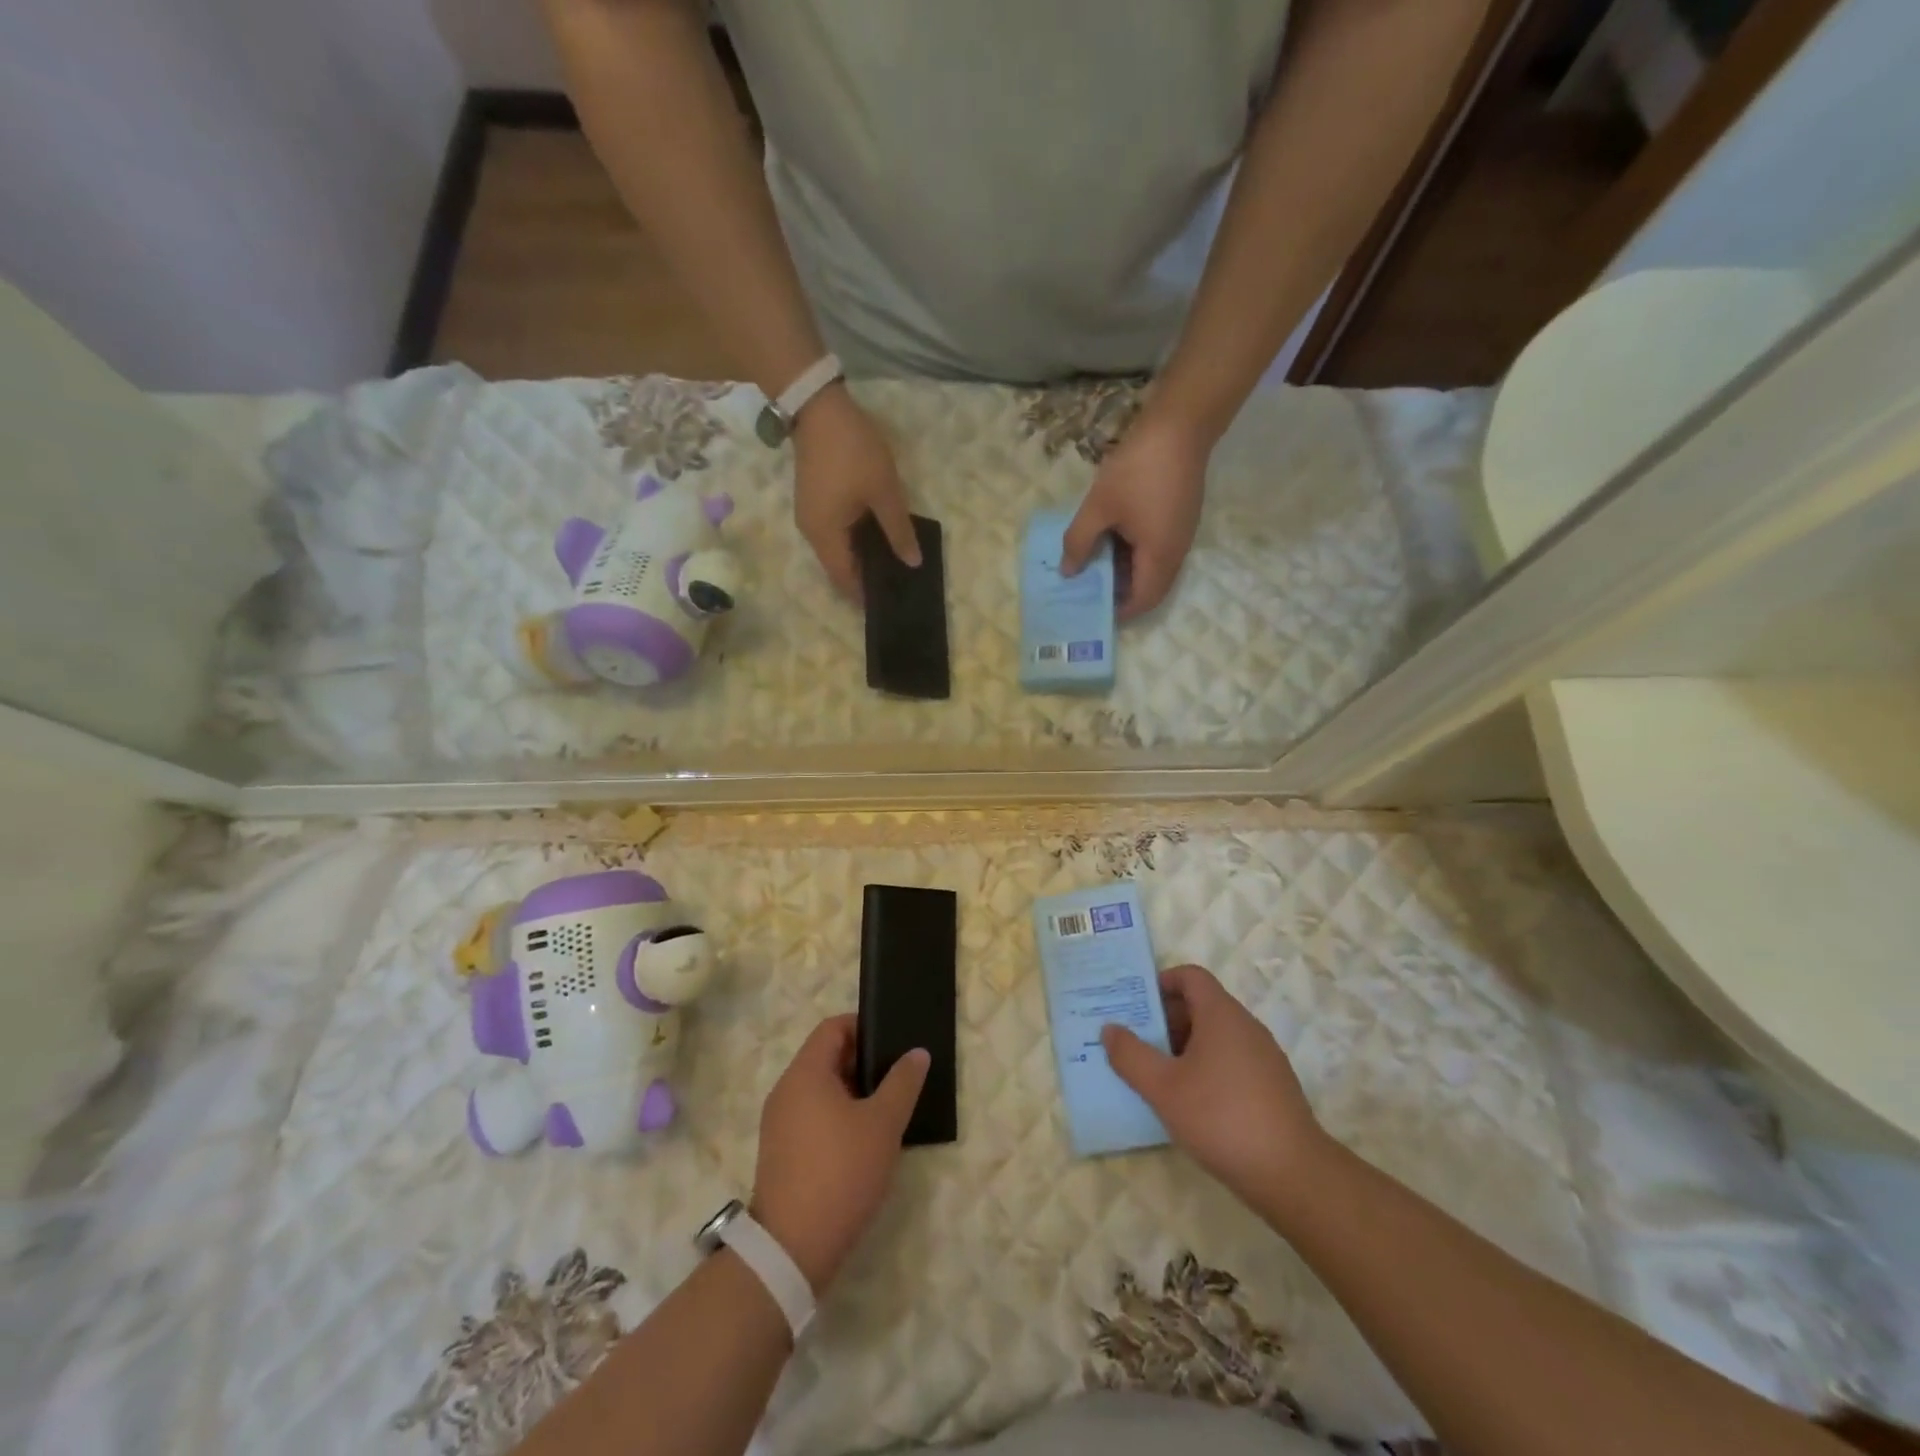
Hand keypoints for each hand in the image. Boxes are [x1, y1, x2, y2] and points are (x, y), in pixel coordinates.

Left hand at [751, 1015, 929, 1292]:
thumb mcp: (883, 1124)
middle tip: (898, 1077)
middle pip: (826, 1057)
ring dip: (853, 1092)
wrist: (792, 1248)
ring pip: (820, 1090)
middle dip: (863, 1062)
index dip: (864, 1027)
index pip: (833, 1028)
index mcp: (805, 1073)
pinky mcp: (780, 1152)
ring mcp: (779, 1123)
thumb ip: (902, 1082)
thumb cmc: (840, 1172)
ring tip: (887, 1109)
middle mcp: (786, 1090)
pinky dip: (837, 1116)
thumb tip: (917, 1052)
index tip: (894, 1043)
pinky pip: (812, 1116)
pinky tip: (864, 1140)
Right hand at [792, 385, 919, 598]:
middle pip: (839, 568)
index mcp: (825, 536)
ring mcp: (810, 517)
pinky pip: (836, 534)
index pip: (845, 580)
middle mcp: (812, 534)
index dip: (866, 595)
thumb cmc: (854, 452)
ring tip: (893, 562)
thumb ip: (899, 531)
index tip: (891, 602)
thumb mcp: (884, 492)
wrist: (819, 406)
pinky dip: (855, 541)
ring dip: (862, 558)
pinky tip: (878, 537)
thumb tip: (912, 563)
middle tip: (899, 583)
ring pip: (838, 551)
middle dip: (866, 578)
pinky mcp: (814, 502)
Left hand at [1061, 408, 1208, 619]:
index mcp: (1160, 557)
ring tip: (1094, 565)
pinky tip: (1111, 540)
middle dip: (1120, 593)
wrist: (1180, 425)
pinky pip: (1157, 550)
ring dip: (1126, 572)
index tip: (1092, 609)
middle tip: (1088, 589)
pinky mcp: (1180, 519)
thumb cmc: (1137, 470)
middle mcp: (1176, 553)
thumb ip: (1079, 543)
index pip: (1143, 601)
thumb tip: (1068, 572)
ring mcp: (1181, 535)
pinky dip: (1134, 554)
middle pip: (1150, 589)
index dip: (1119, 611)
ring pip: (1153, 569)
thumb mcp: (1098, 507)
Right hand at [1102, 965, 1328, 1212]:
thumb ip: (1131, 1055)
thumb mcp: (1163, 1088)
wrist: (1293, 1174)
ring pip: (1215, 1036)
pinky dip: (1205, 1069)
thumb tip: (1110, 1029)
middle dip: (1165, 1020)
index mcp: (1221, 1015)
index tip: (1136, 1006)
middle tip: (1136, 1044)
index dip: (1161, 983)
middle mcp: (1246, 1026)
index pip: (1190, 976)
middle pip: (1201, 1005)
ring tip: (1156, 1076)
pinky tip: (1189, 1103)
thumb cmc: (1221, 1118)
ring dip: (1183, 1047)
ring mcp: (1263, 1057)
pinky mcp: (1272, 1086)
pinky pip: (1231, 1061)